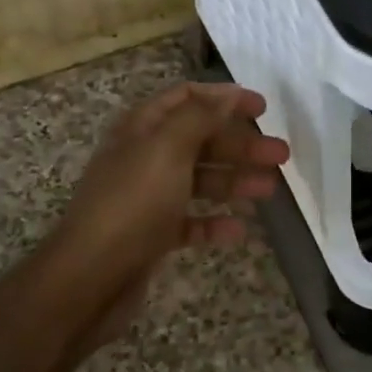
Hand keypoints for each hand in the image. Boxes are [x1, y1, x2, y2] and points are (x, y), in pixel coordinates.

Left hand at [38, 81, 287, 355]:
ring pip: (199, 181)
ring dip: (235, 181)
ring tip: (270, 189)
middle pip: (199, 141)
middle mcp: (144, 158)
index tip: (262, 107)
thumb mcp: (167, 149)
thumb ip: (200, 118)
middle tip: (281, 154)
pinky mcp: (152, 236)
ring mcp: (147, 198)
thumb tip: (227, 95)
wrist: (90, 277)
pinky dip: (215, 223)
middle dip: (240, 144)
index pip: (186, 99)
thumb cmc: (132, 203)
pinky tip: (240, 229)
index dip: (224, 98)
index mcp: (142, 130)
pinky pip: (191, 222)